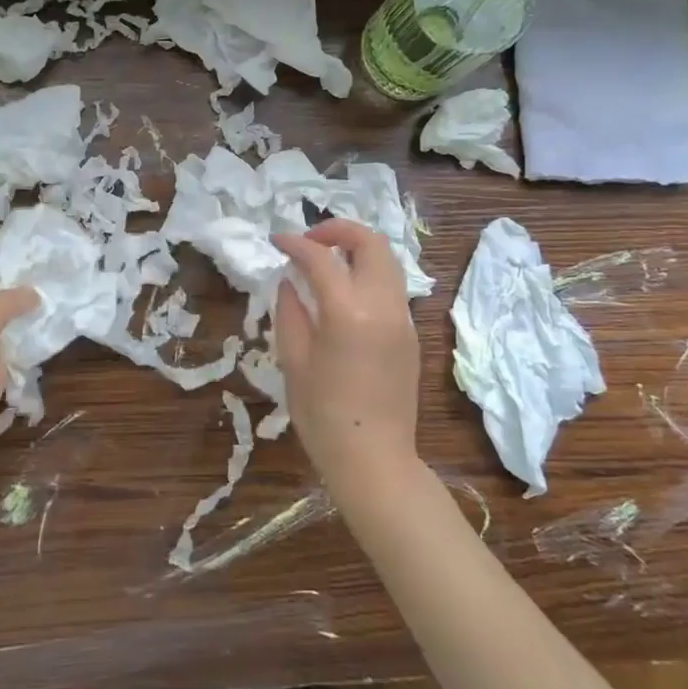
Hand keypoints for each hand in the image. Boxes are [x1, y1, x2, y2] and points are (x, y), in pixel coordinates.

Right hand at [273, 219, 422, 508]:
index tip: (277, 241)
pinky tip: (344, 293)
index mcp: (348, 312)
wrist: (373, 458)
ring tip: (327, 261)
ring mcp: (403, 319)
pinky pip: (391, 286)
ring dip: (357, 249)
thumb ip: (291, 311)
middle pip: (371, 243)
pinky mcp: (411, 334)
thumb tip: (292, 280)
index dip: (296, 243)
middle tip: (309, 241)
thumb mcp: (293, 360)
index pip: (321, 258)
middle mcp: (383, 306)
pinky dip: (368, 273)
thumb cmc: (322, 415)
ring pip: (388, 260)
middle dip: (339, 230)